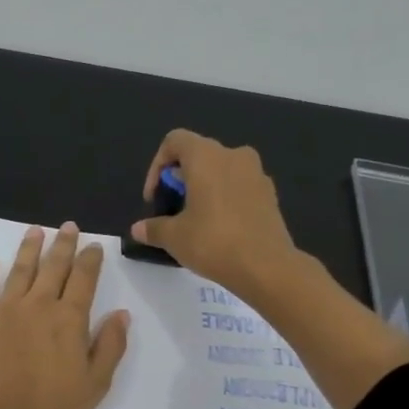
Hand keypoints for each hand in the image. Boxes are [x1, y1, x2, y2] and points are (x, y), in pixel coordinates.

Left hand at [0, 222, 130, 408]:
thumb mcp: (95, 385)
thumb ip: (110, 346)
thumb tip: (121, 314)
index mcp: (69, 319)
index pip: (84, 279)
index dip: (90, 260)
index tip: (94, 246)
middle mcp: (37, 305)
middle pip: (53, 267)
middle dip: (63, 245)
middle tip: (68, 227)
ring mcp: (4, 311)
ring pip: (19, 270)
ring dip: (29, 248)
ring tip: (35, 231)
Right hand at [130, 129, 299, 299]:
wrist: (267, 267)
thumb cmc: (213, 242)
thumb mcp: (174, 237)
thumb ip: (153, 228)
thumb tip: (138, 229)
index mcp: (206, 157)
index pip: (174, 141)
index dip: (157, 166)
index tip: (155, 197)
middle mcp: (233, 155)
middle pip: (199, 154)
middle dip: (181, 178)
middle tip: (172, 209)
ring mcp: (256, 173)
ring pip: (222, 170)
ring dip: (205, 187)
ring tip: (196, 219)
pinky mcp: (270, 194)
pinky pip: (240, 186)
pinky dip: (226, 198)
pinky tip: (221, 228)